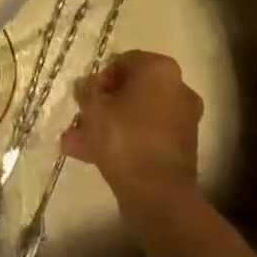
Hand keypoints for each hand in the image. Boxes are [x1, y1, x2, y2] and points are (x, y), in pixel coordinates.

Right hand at [61, 49, 202, 215]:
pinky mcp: (181, 148)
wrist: (159, 195)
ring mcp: (182, 120)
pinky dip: (123, 141)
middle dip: (103, 104)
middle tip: (80, 117)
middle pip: (131, 90)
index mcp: (161, 70)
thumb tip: (84, 86)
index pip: (124, 61)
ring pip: (136, 116)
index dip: (100, 77)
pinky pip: (145, 136)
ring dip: (107, 125)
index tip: (85, 96)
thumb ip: (86, 91)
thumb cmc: (124, 138)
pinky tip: (90, 156)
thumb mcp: (94, 109)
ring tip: (74, 142)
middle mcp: (177, 89)